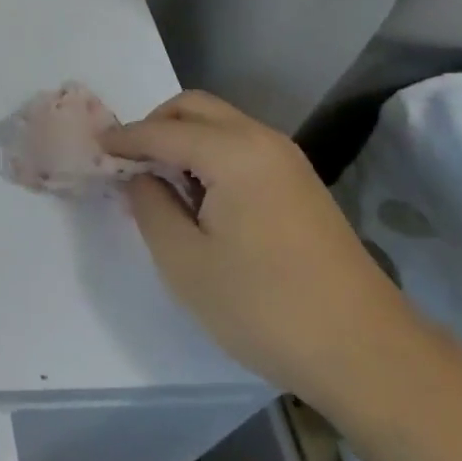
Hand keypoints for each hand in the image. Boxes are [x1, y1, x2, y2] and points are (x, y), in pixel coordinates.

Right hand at [104, 90, 418, 404]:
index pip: (162, 131)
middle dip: (155, 125)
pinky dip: (210, 154)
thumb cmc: (264, 307)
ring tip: (160, 181)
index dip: (124, 138)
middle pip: (195, 108)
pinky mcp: (301, 184)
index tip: (94, 147)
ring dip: (184, 139)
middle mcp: (262, 141)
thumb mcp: (186, 263)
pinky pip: (242, 147)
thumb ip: (151, 207)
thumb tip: (140, 176)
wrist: (366, 352)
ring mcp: (288, 160)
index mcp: (232, 152)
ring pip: (221, 125)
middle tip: (129, 162)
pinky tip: (200, 197)